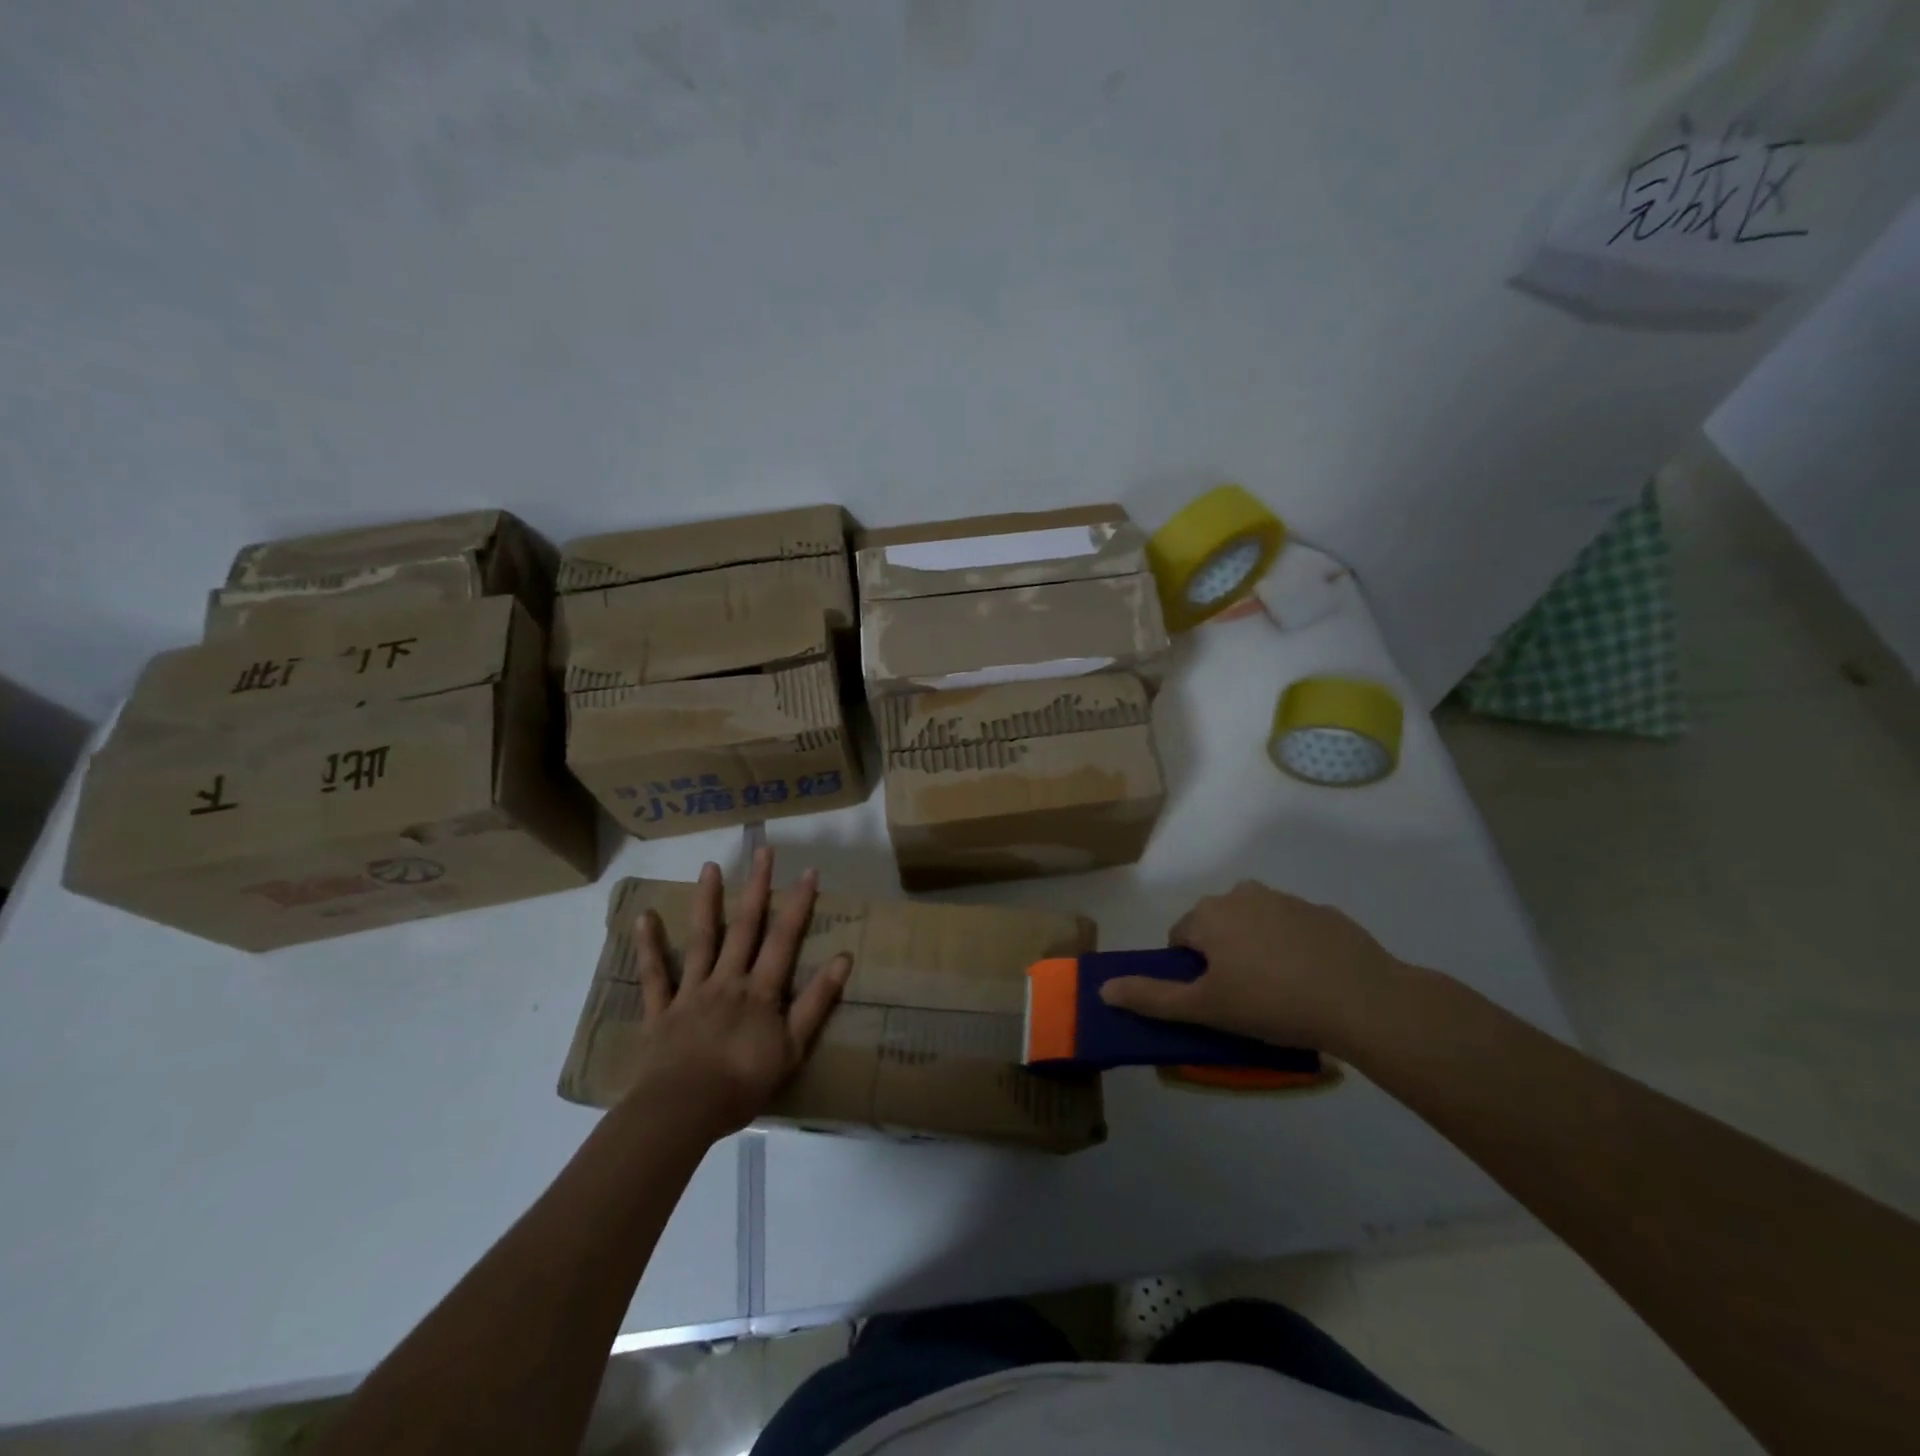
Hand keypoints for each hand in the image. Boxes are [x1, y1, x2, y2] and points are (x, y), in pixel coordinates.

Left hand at [623, 848, 850, 1137]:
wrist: (683, 1111)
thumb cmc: (742, 1083)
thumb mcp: (792, 1048)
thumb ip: (816, 1002)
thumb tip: (843, 959)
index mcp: (760, 990)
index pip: (784, 938)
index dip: (798, 904)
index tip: (808, 870)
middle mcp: (727, 980)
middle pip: (744, 927)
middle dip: (757, 887)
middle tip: (763, 850)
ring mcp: (691, 992)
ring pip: (701, 940)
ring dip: (707, 902)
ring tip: (710, 867)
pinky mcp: (661, 1012)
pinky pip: (654, 976)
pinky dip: (649, 947)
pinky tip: (644, 918)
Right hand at [1099, 880, 1411, 1055]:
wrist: (1362, 1000)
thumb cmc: (1271, 1003)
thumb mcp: (1205, 1008)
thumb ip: (1152, 997)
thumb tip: (1103, 989)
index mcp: (1209, 914)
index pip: (1180, 937)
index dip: (1190, 972)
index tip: (1213, 1000)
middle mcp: (1242, 894)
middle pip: (1217, 926)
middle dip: (1222, 956)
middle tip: (1244, 999)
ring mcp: (1287, 900)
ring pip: (1255, 925)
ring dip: (1257, 949)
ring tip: (1280, 992)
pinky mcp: (1324, 912)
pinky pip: (1294, 930)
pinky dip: (1294, 949)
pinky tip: (1312, 981)